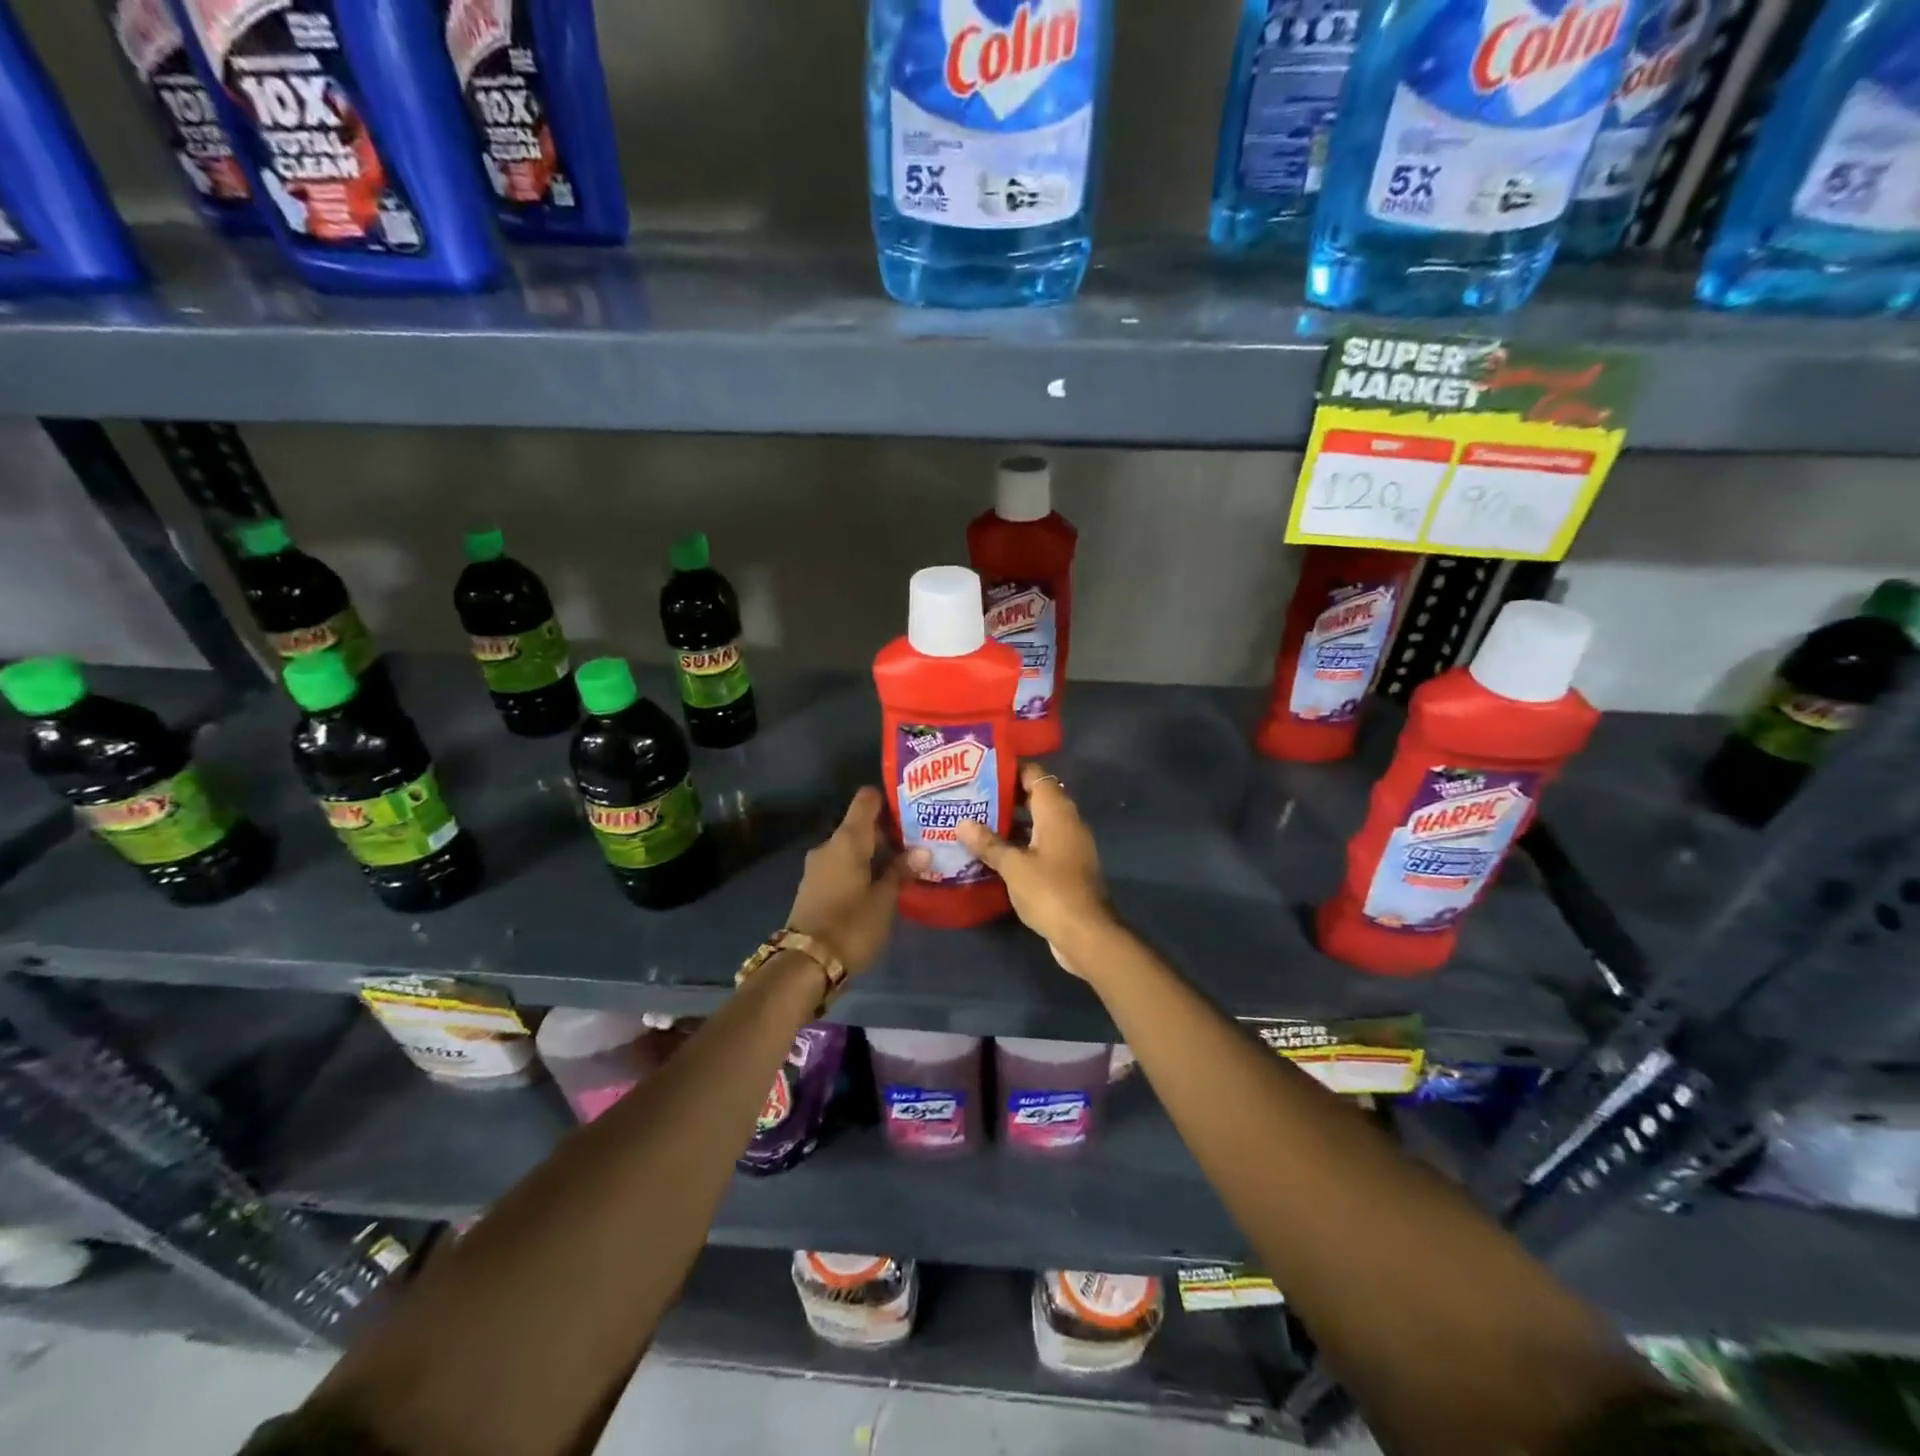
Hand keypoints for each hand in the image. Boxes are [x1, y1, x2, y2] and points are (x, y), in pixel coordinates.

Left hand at [786, 788, 917, 973]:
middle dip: (888, 831)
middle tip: (919, 839)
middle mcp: (829, 846)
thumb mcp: (884, 899)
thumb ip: (901, 871)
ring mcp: (818, 867)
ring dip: (875, 853)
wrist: (805, 964)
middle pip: (860, 825)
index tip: (912, 806)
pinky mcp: (814, 887)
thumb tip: (923, 850)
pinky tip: (882, 883)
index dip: (888, 798)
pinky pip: (843, 866)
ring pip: (852, 848)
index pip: (866, 800)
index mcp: (847, 840)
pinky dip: (862, 868)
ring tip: (906, 863)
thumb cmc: (851, 925)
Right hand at [956, 763, 1114, 977]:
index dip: (1009, 769)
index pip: (1034, 775)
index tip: (980, 769)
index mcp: (1056, 812)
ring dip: (1011, 822)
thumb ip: (988, 843)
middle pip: (1035, 797)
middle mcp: (1066, 821)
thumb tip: (962, 823)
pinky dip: (1020, 843)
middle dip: (1005, 796)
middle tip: (970, 795)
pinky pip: (1040, 844)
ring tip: (975, 821)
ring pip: (1037, 822)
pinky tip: (993, 852)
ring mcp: (1069, 845)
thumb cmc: (1050, 891)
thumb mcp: (1013, 866)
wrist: (1086, 934)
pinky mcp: (1066, 867)